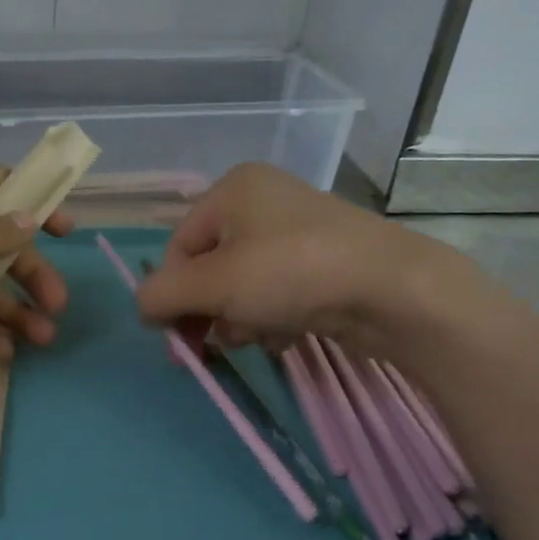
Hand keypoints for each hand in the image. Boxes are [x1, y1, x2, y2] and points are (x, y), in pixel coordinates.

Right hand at [135, 163, 470, 351]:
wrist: (394, 289)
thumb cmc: (291, 273)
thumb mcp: (213, 284)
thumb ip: (162, 294)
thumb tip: (143, 307)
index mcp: (232, 189)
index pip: (178, 247)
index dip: (171, 294)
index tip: (176, 339)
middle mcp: (263, 201)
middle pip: (211, 267)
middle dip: (207, 311)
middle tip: (208, 350)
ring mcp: (299, 230)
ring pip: (244, 284)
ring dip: (240, 319)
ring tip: (258, 337)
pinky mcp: (325, 261)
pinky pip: (278, 292)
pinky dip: (274, 317)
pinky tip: (287, 335)